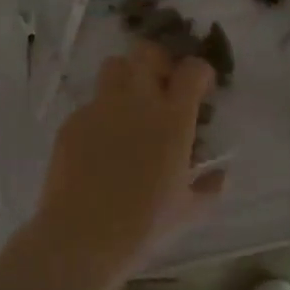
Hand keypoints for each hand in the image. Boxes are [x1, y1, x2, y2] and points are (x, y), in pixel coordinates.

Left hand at [30, 42, 222, 271]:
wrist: (82, 236)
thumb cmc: (144, 225)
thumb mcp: (189, 210)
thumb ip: (209, 186)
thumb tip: (218, 175)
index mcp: (173, 119)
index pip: (192, 70)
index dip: (199, 73)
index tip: (200, 90)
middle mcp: (136, 102)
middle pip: (147, 52)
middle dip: (158, 62)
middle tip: (162, 88)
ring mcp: (100, 108)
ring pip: (114, 67)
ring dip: (126, 78)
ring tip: (129, 107)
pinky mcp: (72, 121)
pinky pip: (90, 104)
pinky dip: (101, 114)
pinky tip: (100, 145)